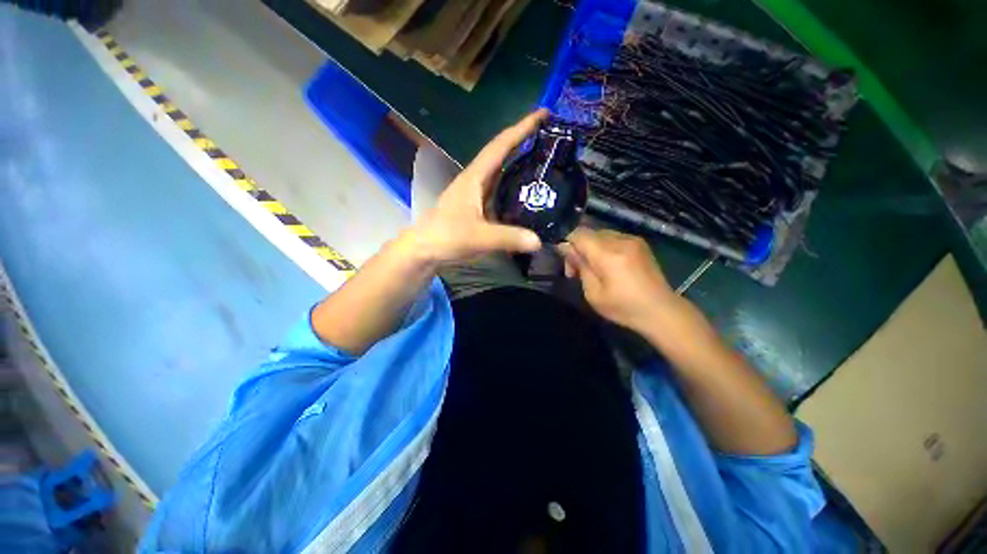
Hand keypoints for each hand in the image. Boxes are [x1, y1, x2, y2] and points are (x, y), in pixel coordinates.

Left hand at [408, 110, 547, 263]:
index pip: (500, 145)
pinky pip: (500, 190)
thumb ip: (508, 238)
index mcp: (475, 177)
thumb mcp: (478, 237)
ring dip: (520, 163)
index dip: (522, 128)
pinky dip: (514, 186)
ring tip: (544, 162)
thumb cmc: (446, 237)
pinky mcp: (477, 206)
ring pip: (501, 172)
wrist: (424, 249)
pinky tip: (527, 193)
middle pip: (502, 154)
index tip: (544, 113)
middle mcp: (476, 180)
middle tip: (551, 138)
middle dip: (524, 141)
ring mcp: (476, 193)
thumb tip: (539, 241)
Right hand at [558, 228, 684, 332]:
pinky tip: (608, 265)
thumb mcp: (593, 293)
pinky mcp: (640, 243)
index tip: (567, 262)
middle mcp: (621, 240)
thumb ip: (580, 266)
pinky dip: (604, 247)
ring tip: (593, 269)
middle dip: (578, 248)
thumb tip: (565, 247)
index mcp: (608, 254)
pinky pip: (613, 238)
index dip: (567, 244)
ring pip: (600, 234)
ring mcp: (632, 239)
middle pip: (589, 233)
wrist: (661, 310)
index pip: (578, 234)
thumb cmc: (624, 307)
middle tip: (577, 271)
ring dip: (591, 248)